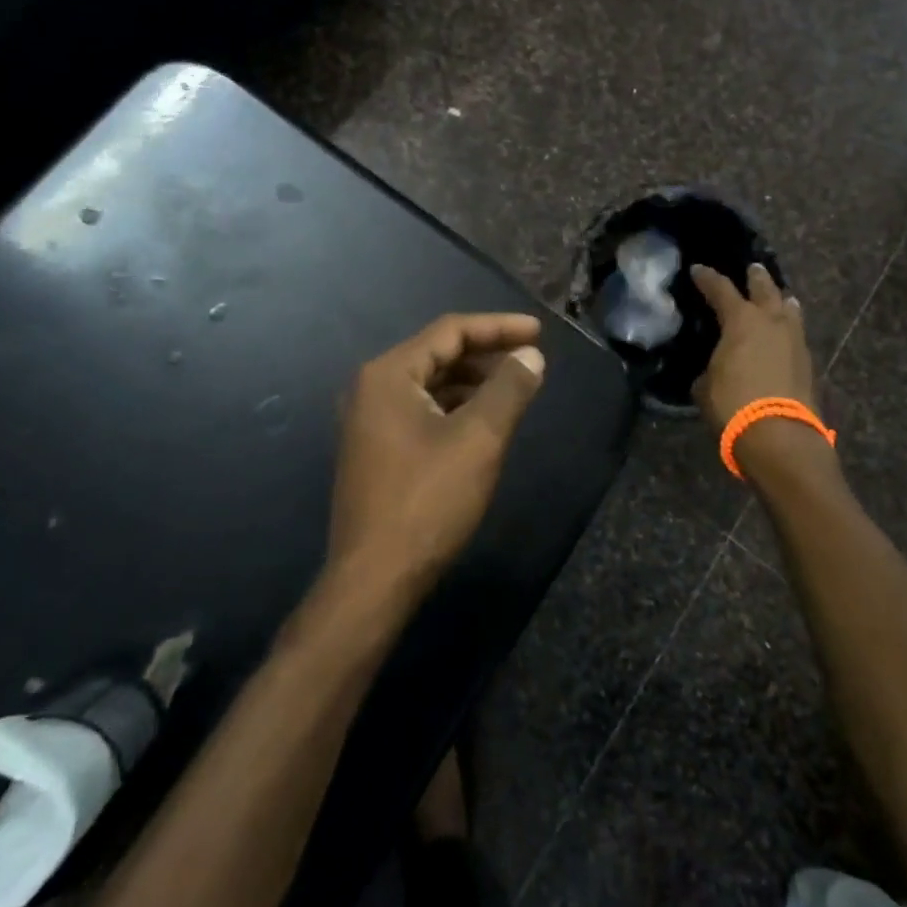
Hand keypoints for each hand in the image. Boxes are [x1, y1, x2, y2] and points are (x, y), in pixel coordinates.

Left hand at [329, 313, 546, 592]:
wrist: (374, 579)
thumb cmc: (428, 501)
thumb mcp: (479, 439)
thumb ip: (508, 390)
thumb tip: (531, 356)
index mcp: (388, 375)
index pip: (450, 332)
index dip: (498, 327)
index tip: (539, 333)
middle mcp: (370, 389)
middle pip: (437, 354)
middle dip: (486, 354)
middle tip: (529, 361)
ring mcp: (368, 421)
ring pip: (429, 385)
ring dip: (472, 383)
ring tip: (513, 390)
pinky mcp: (374, 450)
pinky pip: (420, 411)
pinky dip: (454, 408)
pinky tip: (482, 423)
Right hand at [690, 263, 818, 428]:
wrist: (779, 436)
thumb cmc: (733, 404)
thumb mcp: (705, 386)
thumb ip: (709, 369)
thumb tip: (712, 370)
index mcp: (740, 320)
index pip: (720, 289)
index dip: (707, 278)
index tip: (698, 270)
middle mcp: (771, 321)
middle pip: (765, 288)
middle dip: (756, 277)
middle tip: (752, 268)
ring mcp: (794, 340)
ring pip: (789, 309)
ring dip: (781, 300)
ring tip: (779, 298)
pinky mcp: (808, 362)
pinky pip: (796, 334)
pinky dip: (788, 330)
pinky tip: (784, 335)